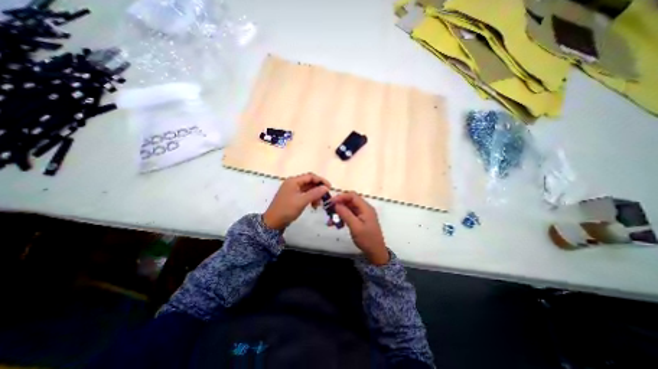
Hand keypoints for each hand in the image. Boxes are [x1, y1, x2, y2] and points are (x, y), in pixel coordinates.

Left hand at [264, 172, 331, 230]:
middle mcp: (293, 183)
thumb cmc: (287, 209)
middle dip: (318, 189)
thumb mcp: (302, 201)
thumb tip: (326, 188)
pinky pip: (304, 194)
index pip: (310, 176)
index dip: (321, 180)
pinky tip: (313, 205)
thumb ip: (315, 193)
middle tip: (326, 196)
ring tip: (318, 204)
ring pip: (308, 189)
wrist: (273, 222)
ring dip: (315, 195)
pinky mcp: (293, 197)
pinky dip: (310, 198)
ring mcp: (292, 190)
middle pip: (309, 182)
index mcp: (293, 181)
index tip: (329, 187)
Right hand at [331, 190, 385, 264]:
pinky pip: (350, 214)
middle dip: (338, 205)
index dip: (341, 197)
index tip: (330, 202)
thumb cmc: (367, 239)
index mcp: (365, 208)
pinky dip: (342, 217)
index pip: (352, 196)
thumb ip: (345, 214)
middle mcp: (364, 208)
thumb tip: (336, 204)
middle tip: (328, 211)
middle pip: (350, 201)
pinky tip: (337, 224)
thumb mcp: (355, 226)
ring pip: (348, 208)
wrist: (376, 252)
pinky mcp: (360, 219)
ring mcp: (362, 214)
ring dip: (339, 212)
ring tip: (330, 220)